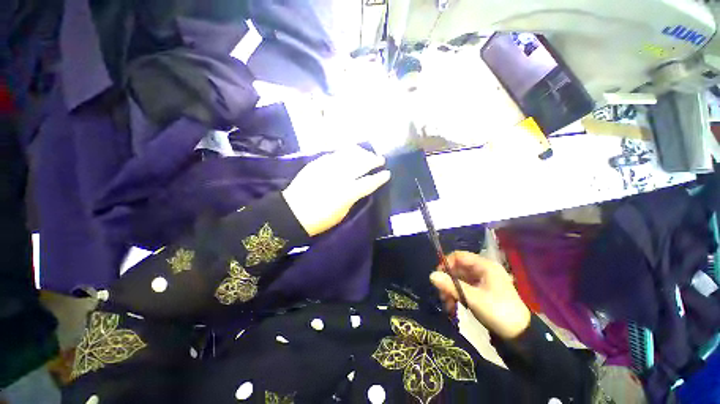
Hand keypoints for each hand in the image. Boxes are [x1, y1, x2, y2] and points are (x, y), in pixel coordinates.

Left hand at [282, 146, 390, 236]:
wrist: (293, 212)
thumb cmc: (320, 219)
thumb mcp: (342, 213)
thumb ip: (353, 198)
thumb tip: (360, 188)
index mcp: (348, 193)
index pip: (369, 182)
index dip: (380, 178)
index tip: (387, 173)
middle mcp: (340, 177)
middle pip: (361, 163)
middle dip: (374, 160)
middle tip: (380, 159)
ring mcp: (328, 167)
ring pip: (349, 154)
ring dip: (361, 153)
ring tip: (367, 153)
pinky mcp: (318, 163)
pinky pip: (335, 154)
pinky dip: (345, 152)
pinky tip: (350, 153)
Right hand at [430, 251, 530, 338]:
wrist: (520, 336)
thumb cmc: (498, 312)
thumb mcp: (473, 299)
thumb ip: (451, 286)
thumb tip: (431, 276)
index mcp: (485, 266)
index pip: (459, 256)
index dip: (446, 263)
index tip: (439, 276)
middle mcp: (483, 270)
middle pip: (458, 268)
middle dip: (447, 280)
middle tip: (441, 294)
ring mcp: (482, 281)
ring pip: (459, 279)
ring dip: (450, 289)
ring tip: (446, 304)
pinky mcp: (481, 291)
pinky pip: (464, 288)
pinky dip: (457, 295)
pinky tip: (452, 307)